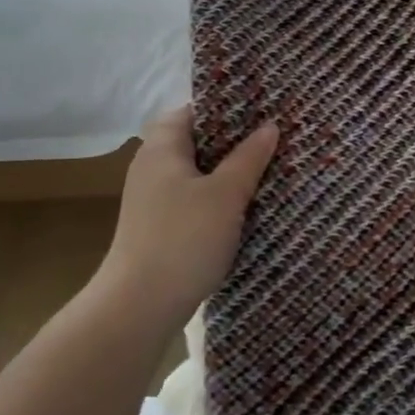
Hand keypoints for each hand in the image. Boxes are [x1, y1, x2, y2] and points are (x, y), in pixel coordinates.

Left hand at [96, 106, 277, 326]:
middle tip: (275, 138)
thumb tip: (270, 126)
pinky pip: (195, 199)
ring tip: (269, 169)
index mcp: (162, 147)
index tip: (264, 109)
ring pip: (199, 173)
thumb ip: (249, 158)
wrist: (140, 306)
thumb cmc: (184, 239)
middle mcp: (152, 166)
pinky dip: (219, 198)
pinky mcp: (160, 226)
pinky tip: (246, 206)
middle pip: (198, 141)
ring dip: (229, 172)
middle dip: (235, 141)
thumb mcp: (226, 195)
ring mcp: (154, 198)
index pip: (195, 110)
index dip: (229, 107)